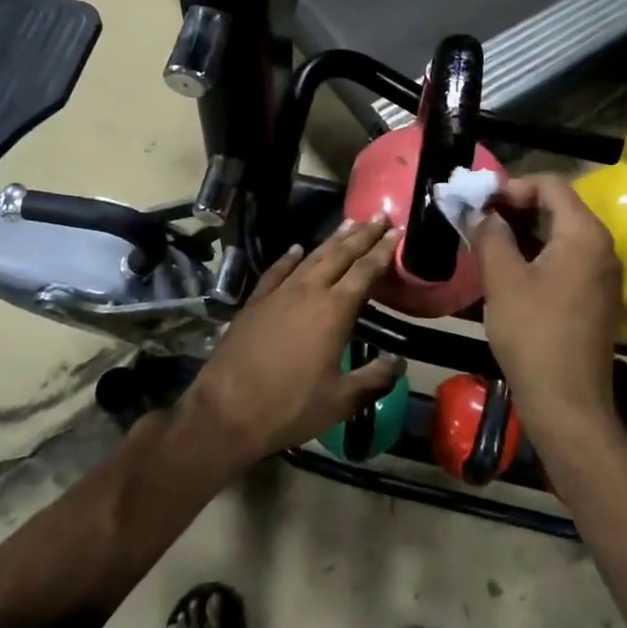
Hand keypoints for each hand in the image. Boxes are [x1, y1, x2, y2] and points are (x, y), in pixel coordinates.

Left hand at [181, 217, 404, 470]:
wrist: (227, 410)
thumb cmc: (290, 406)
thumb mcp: (341, 401)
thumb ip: (374, 379)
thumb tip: (399, 362)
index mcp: (334, 311)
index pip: (365, 272)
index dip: (383, 251)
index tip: (396, 232)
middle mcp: (308, 292)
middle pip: (340, 255)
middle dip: (362, 235)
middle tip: (379, 216)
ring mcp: (278, 294)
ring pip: (310, 258)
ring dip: (332, 240)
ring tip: (348, 223)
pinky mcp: (254, 303)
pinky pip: (276, 271)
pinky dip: (289, 258)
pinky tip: (296, 248)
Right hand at [474, 176, 622, 440]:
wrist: (567, 401)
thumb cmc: (532, 333)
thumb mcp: (502, 279)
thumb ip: (490, 234)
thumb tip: (479, 211)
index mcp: (584, 234)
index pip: (550, 185)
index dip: (511, 186)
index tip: (478, 202)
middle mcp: (602, 247)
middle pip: (558, 207)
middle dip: (514, 208)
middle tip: (476, 219)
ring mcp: (602, 274)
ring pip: (560, 235)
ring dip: (523, 232)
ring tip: (485, 242)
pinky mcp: (595, 297)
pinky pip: (566, 259)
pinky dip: (536, 254)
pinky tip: (506, 269)